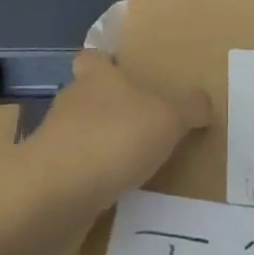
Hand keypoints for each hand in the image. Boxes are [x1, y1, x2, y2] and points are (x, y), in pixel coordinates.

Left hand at [30, 50, 210, 202]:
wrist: (55, 196)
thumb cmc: (113, 139)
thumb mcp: (168, 118)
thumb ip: (190, 108)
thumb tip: (204, 103)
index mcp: (96, 77)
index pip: (94, 57)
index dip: (106, 62)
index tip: (124, 72)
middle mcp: (71, 104)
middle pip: (89, 98)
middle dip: (112, 109)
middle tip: (146, 124)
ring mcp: (55, 144)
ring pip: (82, 138)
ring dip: (103, 149)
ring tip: (138, 166)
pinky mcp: (48, 182)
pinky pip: (77, 176)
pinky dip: (94, 184)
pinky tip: (119, 197)